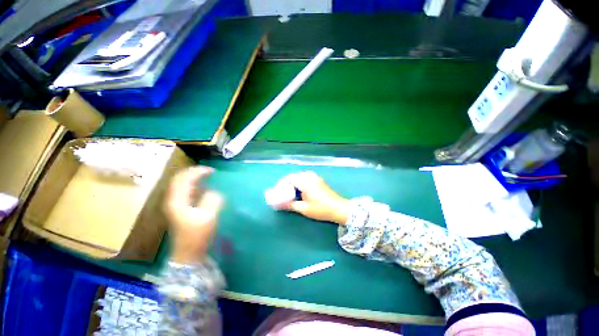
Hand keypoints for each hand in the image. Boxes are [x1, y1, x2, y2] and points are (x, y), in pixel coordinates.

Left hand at [164, 167, 223, 263]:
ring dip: (194, 178)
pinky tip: (205, 188)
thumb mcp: (207, 217)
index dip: (197, 171)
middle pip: (180, 179)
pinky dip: (196, 186)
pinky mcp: (182, 209)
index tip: (212, 171)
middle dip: (194, 173)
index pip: (183, 178)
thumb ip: (212, 200)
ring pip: (183, 185)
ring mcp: (177, 205)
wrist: (189, 252)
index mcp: (177, 200)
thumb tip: (214, 191)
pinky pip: (187, 192)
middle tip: (210, 172)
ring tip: (208, 177)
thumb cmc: (197, 235)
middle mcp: (174, 200)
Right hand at [275, 171, 349, 224]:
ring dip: (295, 181)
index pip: (290, 178)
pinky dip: (302, 181)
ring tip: (292, 191)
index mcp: (305, 182)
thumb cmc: (321, 209)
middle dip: (288, 183)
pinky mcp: (319, 180)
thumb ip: (291, 205)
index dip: (283, 184)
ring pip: (301, 175)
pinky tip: (302, 190)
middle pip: (295, 176)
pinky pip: (307, 177)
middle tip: (285, 192)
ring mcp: (316, 177)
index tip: (279, 190)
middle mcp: (310, 177)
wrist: (339, 208)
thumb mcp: (304, 209)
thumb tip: (280, 205)